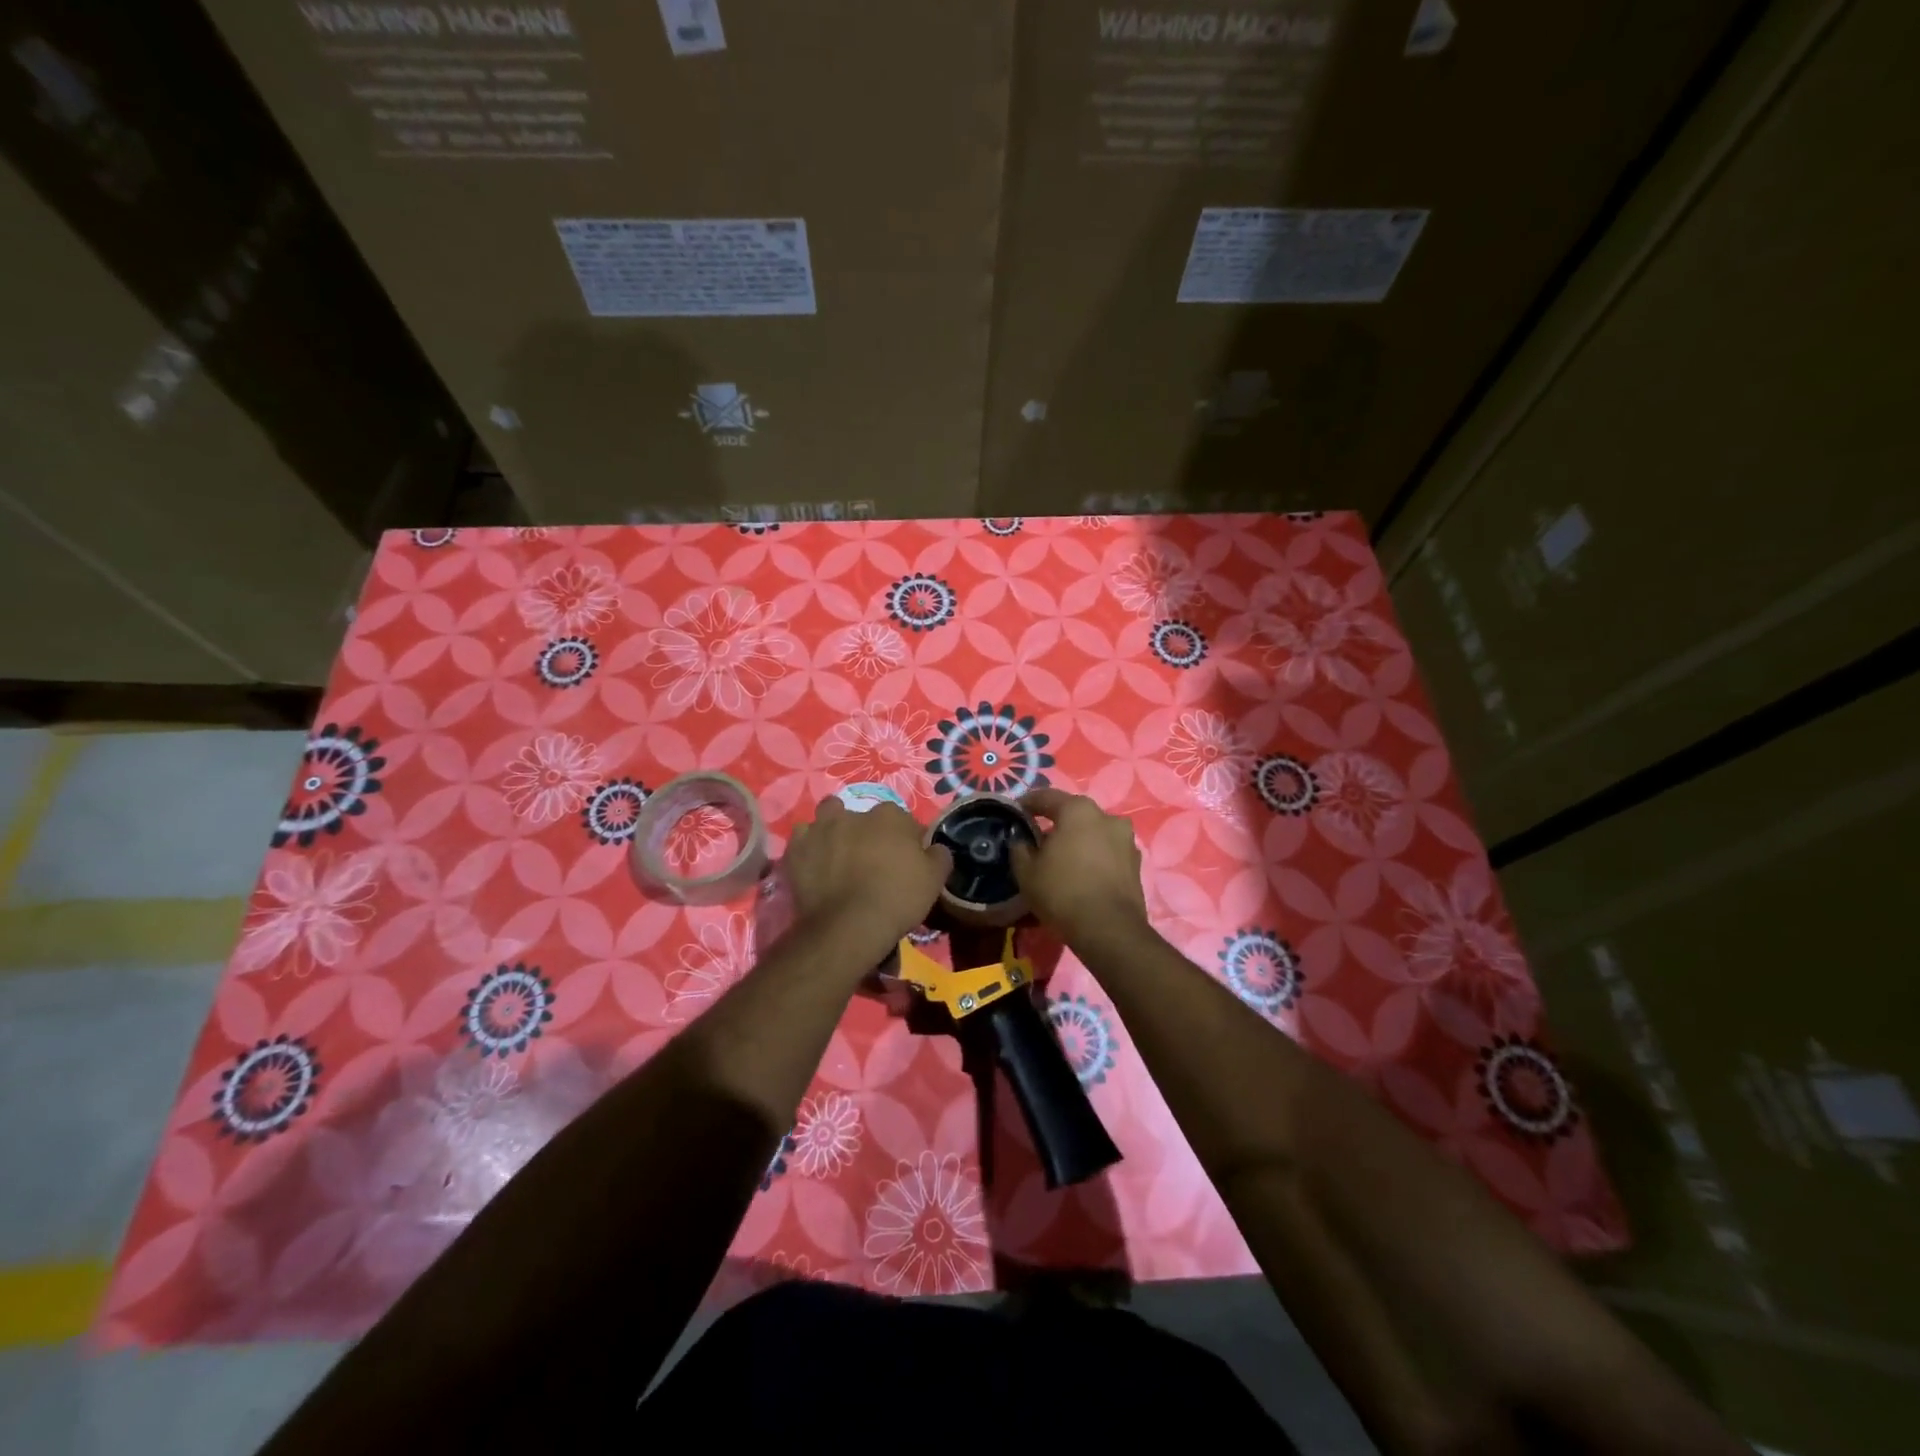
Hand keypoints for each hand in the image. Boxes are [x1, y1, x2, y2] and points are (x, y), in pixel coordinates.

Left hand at [782, 797, 951, 959]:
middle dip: (868, 831)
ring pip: (829, 816)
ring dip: (835, 828)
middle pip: (864, 817)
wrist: (849, 926)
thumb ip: (939, 856)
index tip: (906, 859)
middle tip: (871, 858)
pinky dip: (809, 847)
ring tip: (839, 852)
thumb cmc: (897, 898)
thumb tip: (935, 848)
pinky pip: (803, 838)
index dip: (906, 840)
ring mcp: (822, 828)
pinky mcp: (797, 848)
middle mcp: (855, 813)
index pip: (903, 821)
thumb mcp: (934, 880)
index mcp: (891, 816)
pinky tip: (815, 863)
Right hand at [1011, 788, 1148, 946]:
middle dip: (1056, 824)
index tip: (1016, 812)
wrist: (1109, 930)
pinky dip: (1094, 857)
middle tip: (1039, 840)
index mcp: (1078, 810)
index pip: (1046, 797)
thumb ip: (1019, 848)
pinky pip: (1108, 852)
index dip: (1028, 803)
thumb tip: (1021, 839)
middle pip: (1074, 814)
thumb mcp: (1026, 872)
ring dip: (1078, 841)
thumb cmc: (1062, 892)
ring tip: (1063, 860)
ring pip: (1094, 833)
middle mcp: (1107, 817)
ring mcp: (1126, 840)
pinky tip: (1083, 874)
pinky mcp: (1136, 863)